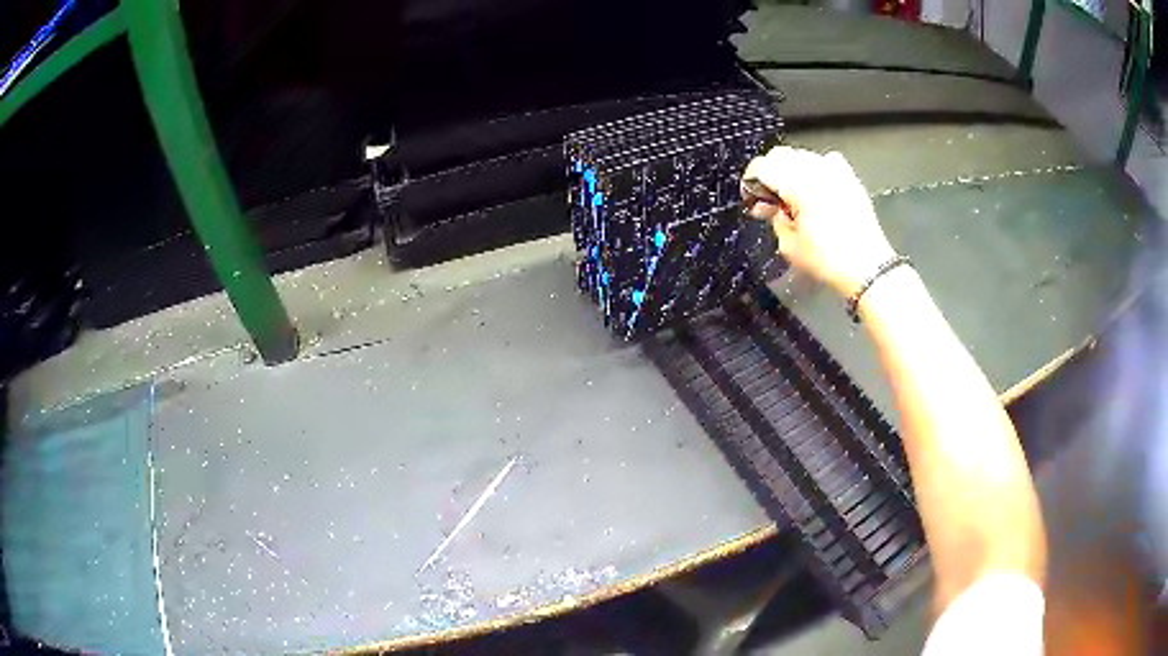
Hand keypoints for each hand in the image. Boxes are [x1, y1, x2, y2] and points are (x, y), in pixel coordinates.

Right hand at [742, 147, 896, 298]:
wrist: (868, 268)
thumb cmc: (828, 261)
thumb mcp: (789, 245)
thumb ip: (774, 218)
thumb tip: (769, 205)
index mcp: (797, 185)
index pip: (762, 167)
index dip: (751, 181)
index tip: (750, 197)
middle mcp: (816, 170)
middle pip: (781, 156)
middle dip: (770, 174)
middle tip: (770, 200)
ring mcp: (835, 172)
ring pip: (802, 156)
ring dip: (791, 171)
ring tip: (793, 197)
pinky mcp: (850, 179)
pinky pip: (827, 162)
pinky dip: (816, 170)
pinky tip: (817, 189)